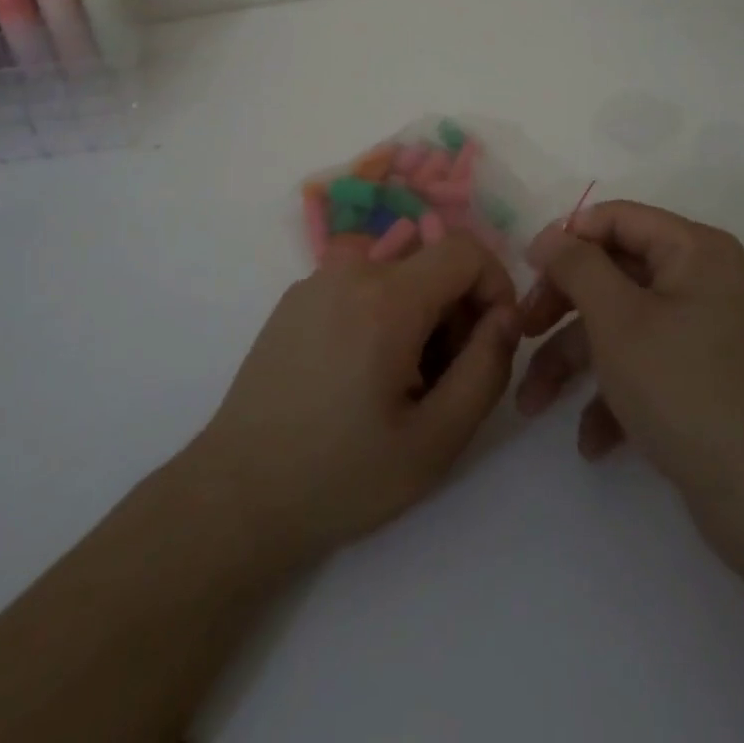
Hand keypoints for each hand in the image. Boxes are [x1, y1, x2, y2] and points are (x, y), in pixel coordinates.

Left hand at [191, 233, 520, 567]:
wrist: (237, 494)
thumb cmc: (342, 475)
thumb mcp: (435, 440)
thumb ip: (486, 369)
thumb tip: (506, 317)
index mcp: (386, 297)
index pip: (464, 249)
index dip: (494, 285)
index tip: (493, 339)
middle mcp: (349, 270)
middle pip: (430, 264)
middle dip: (456, 311)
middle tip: (444, 380)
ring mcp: (316, 280)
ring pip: (397, 275)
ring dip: (419, 316)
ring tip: (401, 385)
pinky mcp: (295, 299)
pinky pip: (360, 287)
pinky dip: (381, 315)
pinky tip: (361, 377)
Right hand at [516, 202, 743, 639]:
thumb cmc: (684, 389)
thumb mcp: (617, 319)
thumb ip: (577, 265)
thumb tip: (549, 235)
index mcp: (693, 250)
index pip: (615, 218)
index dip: (566, 239)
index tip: (526, 271)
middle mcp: (702, 279)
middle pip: (612, 272)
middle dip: (561, 308)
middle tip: (521, 333)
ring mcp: (702, 329)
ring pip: (620, 324)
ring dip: (572, 361)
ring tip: (532, 404)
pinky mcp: (700, 376)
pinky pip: (644, 364)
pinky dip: (612, 394)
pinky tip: (591, 440)